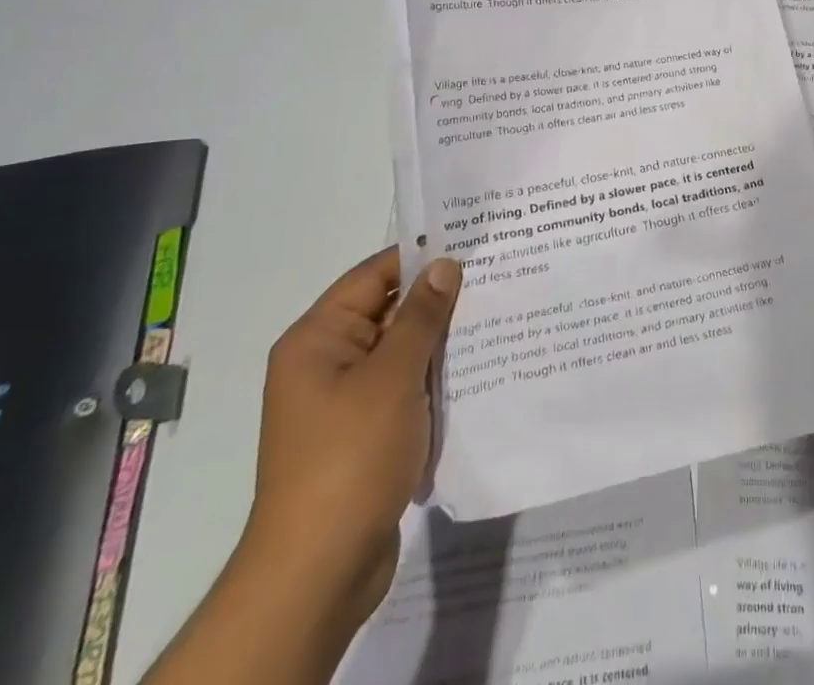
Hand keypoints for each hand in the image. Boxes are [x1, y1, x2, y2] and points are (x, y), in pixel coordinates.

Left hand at [238, 248, 461, 630]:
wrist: (319, 571)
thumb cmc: (350, 457)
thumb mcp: (392, 376)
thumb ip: (421, 316)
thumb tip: (444, 264)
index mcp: (317, 339)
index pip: (374, 275)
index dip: (421, 256)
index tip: (472, 242)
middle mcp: (325, 363)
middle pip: (387, 311)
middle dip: (438, 299)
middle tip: (496, 277)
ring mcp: (343, 401)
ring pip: (400, 351)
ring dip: (440, 341)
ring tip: (496, 316)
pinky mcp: (363, 433)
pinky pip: (403, 387)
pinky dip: (433, 377)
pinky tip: (476, 369)